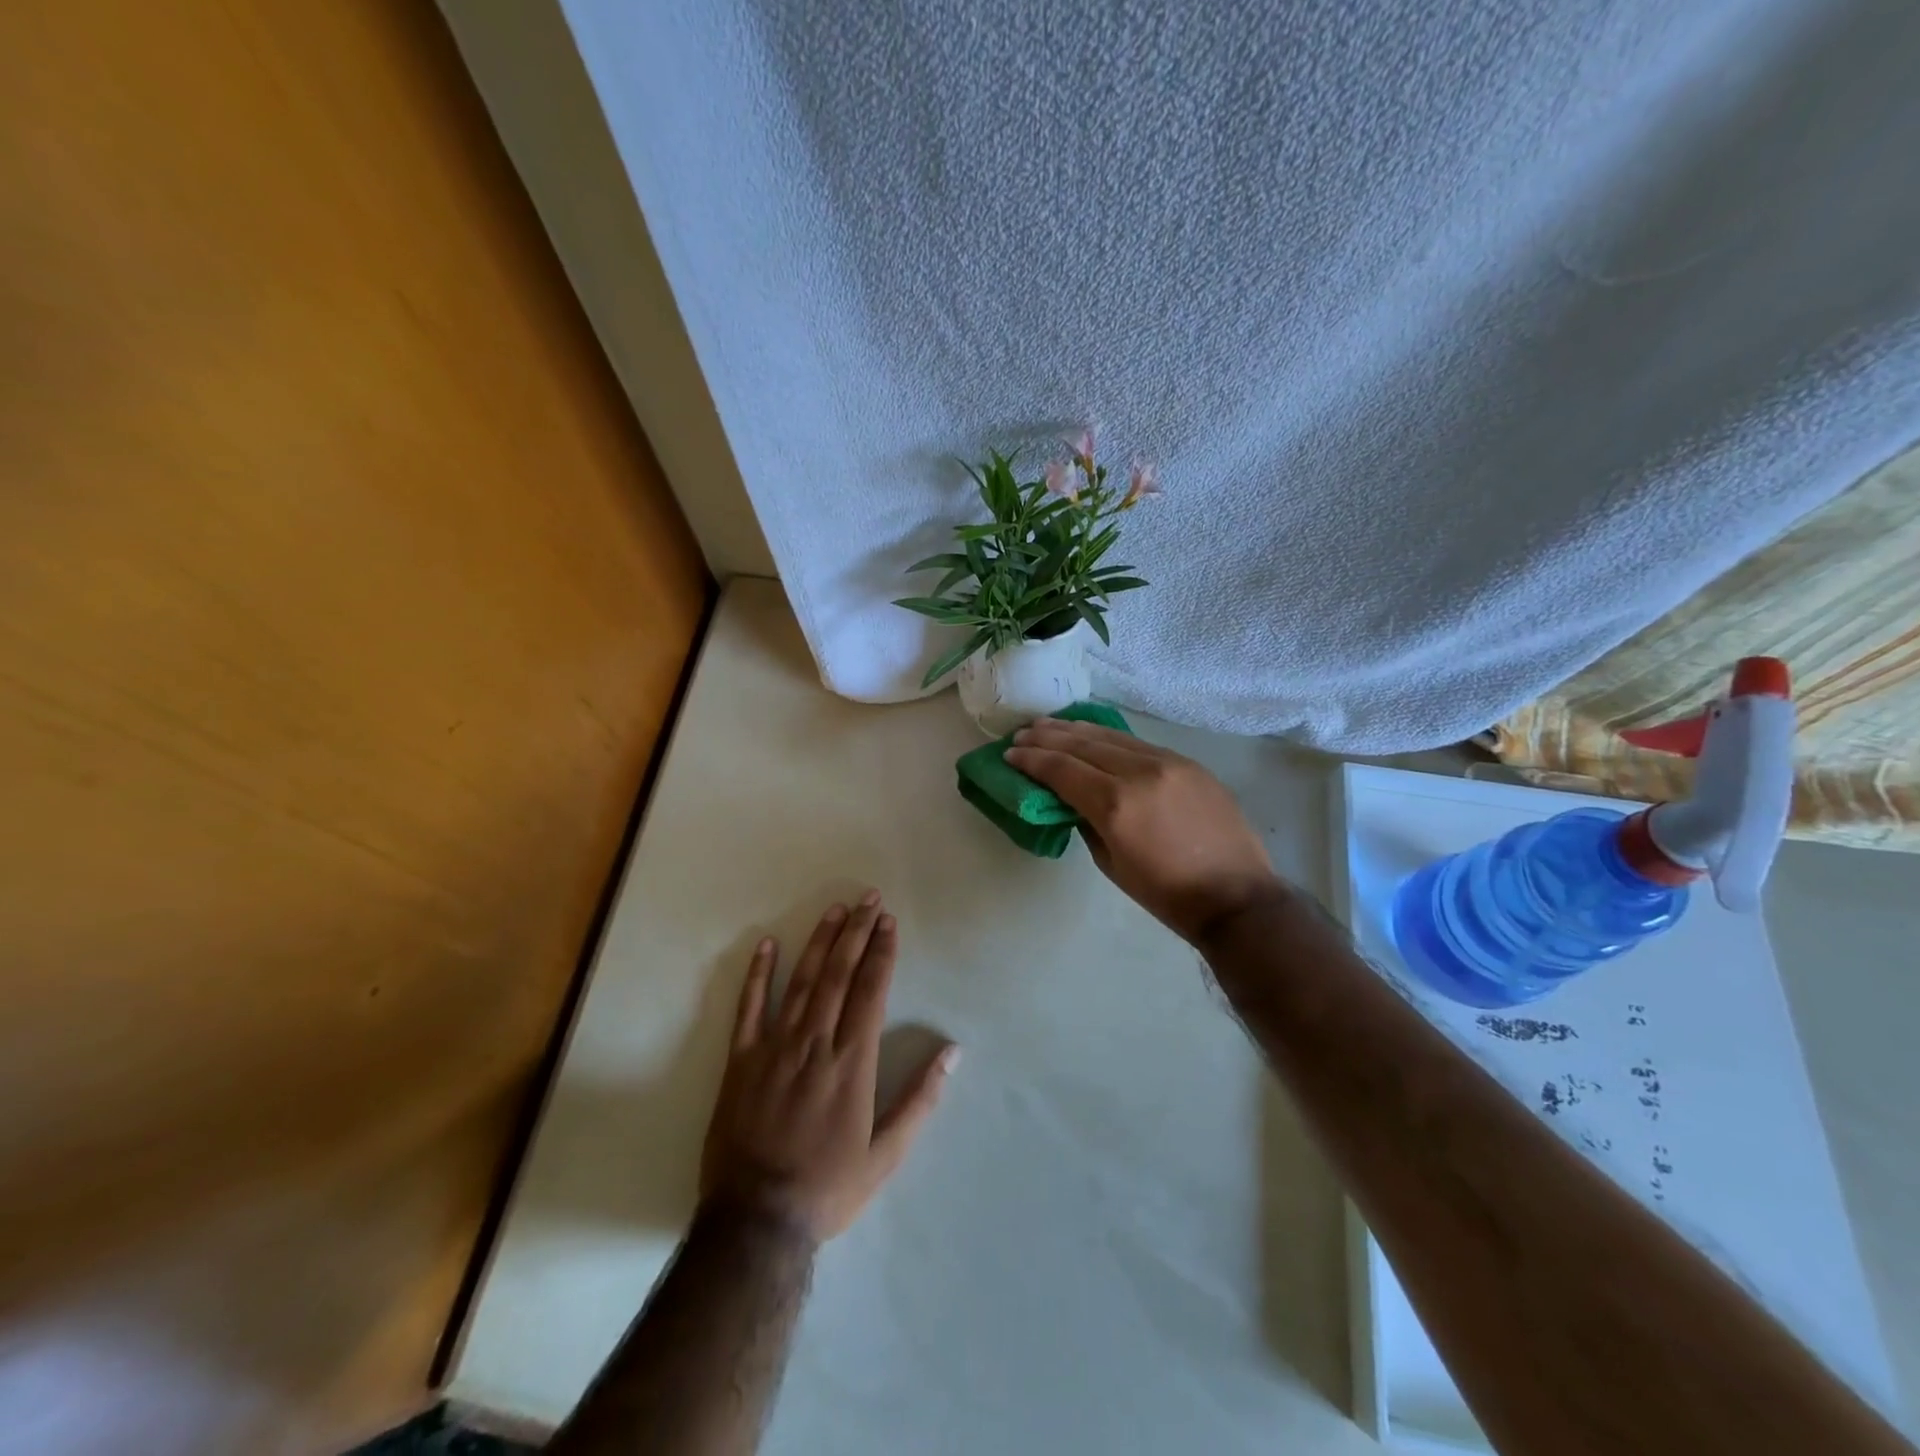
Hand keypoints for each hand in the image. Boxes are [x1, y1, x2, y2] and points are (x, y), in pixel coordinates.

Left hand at [700, 893, 957, 1243]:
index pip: (870, 991)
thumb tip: (952, 1052)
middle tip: (868, 899)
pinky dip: (757, 975)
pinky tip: (766, 945)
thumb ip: (921, 1099)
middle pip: (838, 975)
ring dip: (819, 942)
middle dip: (856, 933)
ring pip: (801, 982)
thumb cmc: (829, 1187)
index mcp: (852, 1063)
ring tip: (834, 910)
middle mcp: (815, 1044)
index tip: (889, 923)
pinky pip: (749, 1008)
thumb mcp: (887, 1154)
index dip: (881, 953)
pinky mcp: (741, 1061)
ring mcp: (774, 1048)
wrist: (756, 1220)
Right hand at [1006, 718, 1280, 944]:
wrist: (1235, 895)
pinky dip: (1108, 737)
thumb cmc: (1166, 893)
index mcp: (1115, 805)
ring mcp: (1167, 762)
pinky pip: (1137, 743)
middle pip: (1082, 745)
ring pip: (1111, 736)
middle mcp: (1138, 773)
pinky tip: (1093, 734)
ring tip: (1049, 725)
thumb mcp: (1111, 863)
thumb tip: (1073, 799)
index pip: (1062, 769)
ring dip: (1075, 729)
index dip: (1032, 760)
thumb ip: (1086, 822)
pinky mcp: (1187, 762)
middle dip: (1047, 737)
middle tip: (1022, 734)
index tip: (1010, 754)